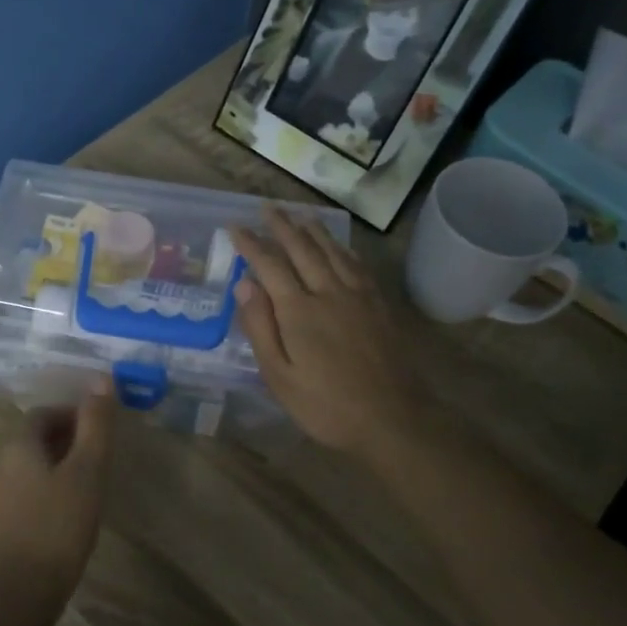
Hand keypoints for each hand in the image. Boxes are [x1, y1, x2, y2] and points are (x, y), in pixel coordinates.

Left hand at [0, 388, 114, 600]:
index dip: (71, 414)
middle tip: (97, 458)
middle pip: (32, 441)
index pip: (43, 414)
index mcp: (18, 447)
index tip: (98, 429)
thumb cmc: (59, 525)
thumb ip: (95, 425)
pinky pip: (21, 497)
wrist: (20, 591)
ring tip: (85, 488)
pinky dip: (42, 495)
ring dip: (54, 469)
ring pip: (26, 470)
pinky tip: (63, 518)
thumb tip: (102, 378)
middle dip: (65, 441)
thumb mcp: (87, 471)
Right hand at [232, 209, 423, 457]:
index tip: (235, 226)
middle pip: (302, 249)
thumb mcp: (279, 376)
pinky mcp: (378, 305)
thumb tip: (243, 284)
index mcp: (298, 310)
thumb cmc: (325, 404)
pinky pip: (357, 265)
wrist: (391, 418)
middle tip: (267, 207)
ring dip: (313, 230)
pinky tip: (339, 246)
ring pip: (332, 251)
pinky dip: (343, 249)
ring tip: (300, 215)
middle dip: (281, 226)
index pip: (269, 265)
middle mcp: (328, 291)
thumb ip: (260, 327)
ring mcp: (357, 296)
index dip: (250, 244)